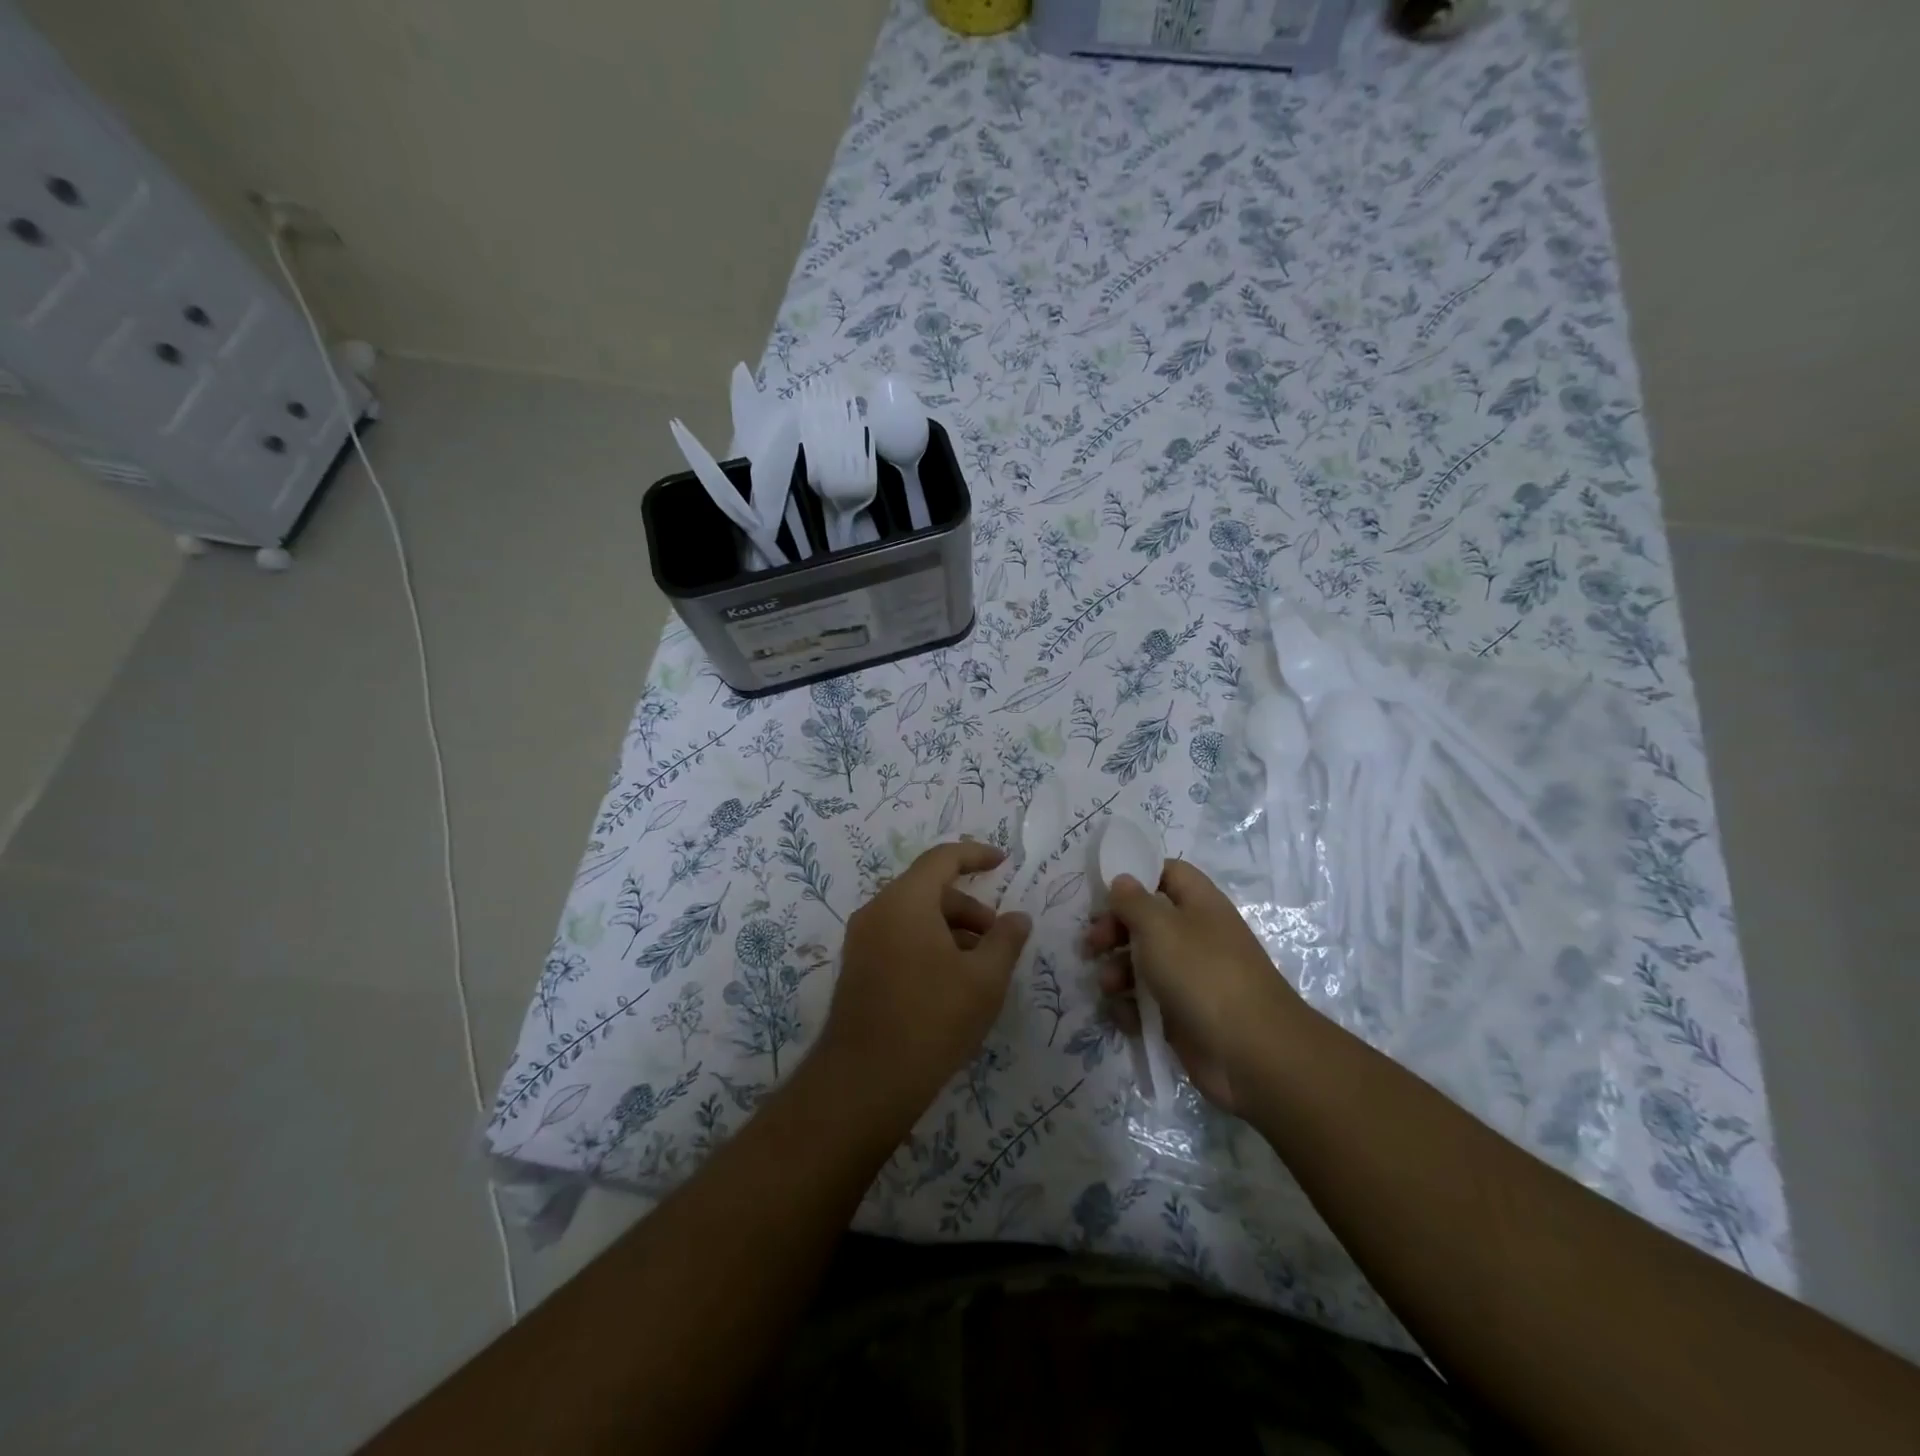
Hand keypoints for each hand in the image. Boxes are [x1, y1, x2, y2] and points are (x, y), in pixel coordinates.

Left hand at [822, 840, 1031, 1116]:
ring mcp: (861, 941)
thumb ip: (1006, 940)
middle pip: (929, 890)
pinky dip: (929, 945)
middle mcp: (877, 911)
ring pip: (914, 917)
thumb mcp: (984, 979)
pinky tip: (950, 983)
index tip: (1003, 861)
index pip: (943, 859)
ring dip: (951, 930)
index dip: (976, 855)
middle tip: (998, 940)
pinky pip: (899, 938)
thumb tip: (1018, 917)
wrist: (865, 1082)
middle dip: (969, 907)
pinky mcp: (857, 969)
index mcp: (905, 900)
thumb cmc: (932, 1019)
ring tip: (978, 968)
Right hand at [1084, 858, 1304, 1112]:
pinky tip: (1125, 1016)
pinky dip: (1131, 1007)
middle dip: (1114, 930)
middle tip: (1092, 944)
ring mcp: (1190, 977)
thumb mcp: (1159, 927)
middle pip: (1146, 920)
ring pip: (1142, 962)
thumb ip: (1133, 901)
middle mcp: (1195, 935)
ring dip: (1117, 971)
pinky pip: (1147, 1001)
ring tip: (1107, 986)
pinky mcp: (1182, 1014)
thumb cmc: (1203, 974)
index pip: (1167, 873)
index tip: (1104, 891)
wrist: (1250, 1052)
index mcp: (1199, 904)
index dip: (1137, 875)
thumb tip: (1122, 880)